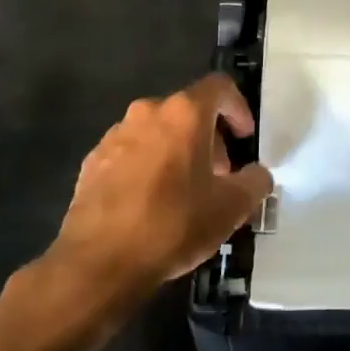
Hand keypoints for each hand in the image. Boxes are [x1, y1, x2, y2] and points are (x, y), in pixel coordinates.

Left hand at [48, 75, 272, 295]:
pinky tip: (151, 203)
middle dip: (209, 137)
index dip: (239, 108)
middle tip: (220, 173)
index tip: (245, 138)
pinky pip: (131, 153)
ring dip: (177, 151)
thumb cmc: (173, 223)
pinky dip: (148, 166)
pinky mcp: (92, 163)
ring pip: (157, 131)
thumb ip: (255, 182)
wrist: (98, 262)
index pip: (219, 87)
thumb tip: (257, 175)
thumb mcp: (232, 207)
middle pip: (188, 110)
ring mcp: (115, 136)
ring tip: (185, 190)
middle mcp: (147, 113)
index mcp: (184, 113)